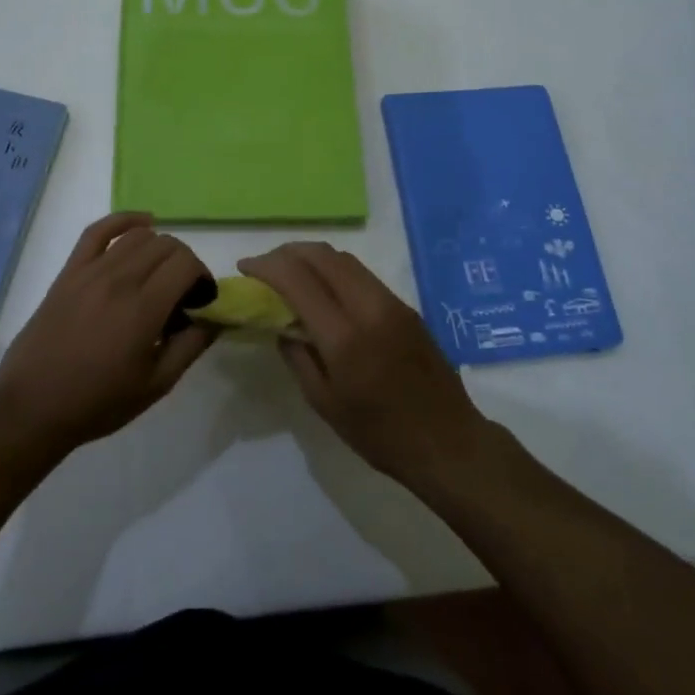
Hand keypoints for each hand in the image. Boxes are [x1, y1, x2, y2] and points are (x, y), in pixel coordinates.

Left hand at [0, 212, 217, 455]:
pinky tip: (142, 223)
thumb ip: (191, 347)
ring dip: (159, 248)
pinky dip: (124, 220)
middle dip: (185, 263)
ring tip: (159, 274)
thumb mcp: (156, 385)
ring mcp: (90, 271)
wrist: (32, 406)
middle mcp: (119, 280)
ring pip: (138, 235)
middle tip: (181, 294)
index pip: (186, 264)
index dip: (202, 277)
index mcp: (143, 309)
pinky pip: (98, 230)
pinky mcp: (69, 271)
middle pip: (167, 245)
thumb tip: (215, 318)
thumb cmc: (98, 402)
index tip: (200, 301)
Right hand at [240, 242, 486, 482]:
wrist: (448, 442)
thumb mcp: (324, 403)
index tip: (245, 267)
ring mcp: (392, 303)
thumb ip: (297, 356)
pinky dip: (334, 271)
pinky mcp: (406, 307)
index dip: (266, 266)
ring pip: (344, 260)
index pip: (297, 279)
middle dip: (287, 252)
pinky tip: (323, 290)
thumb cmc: (380, 434)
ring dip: (312, 257)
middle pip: (322, 255)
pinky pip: (362, 274)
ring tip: (290, 273)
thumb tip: (281, 324)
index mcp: (344, 336)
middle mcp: (369, 307)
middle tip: (265, 266)